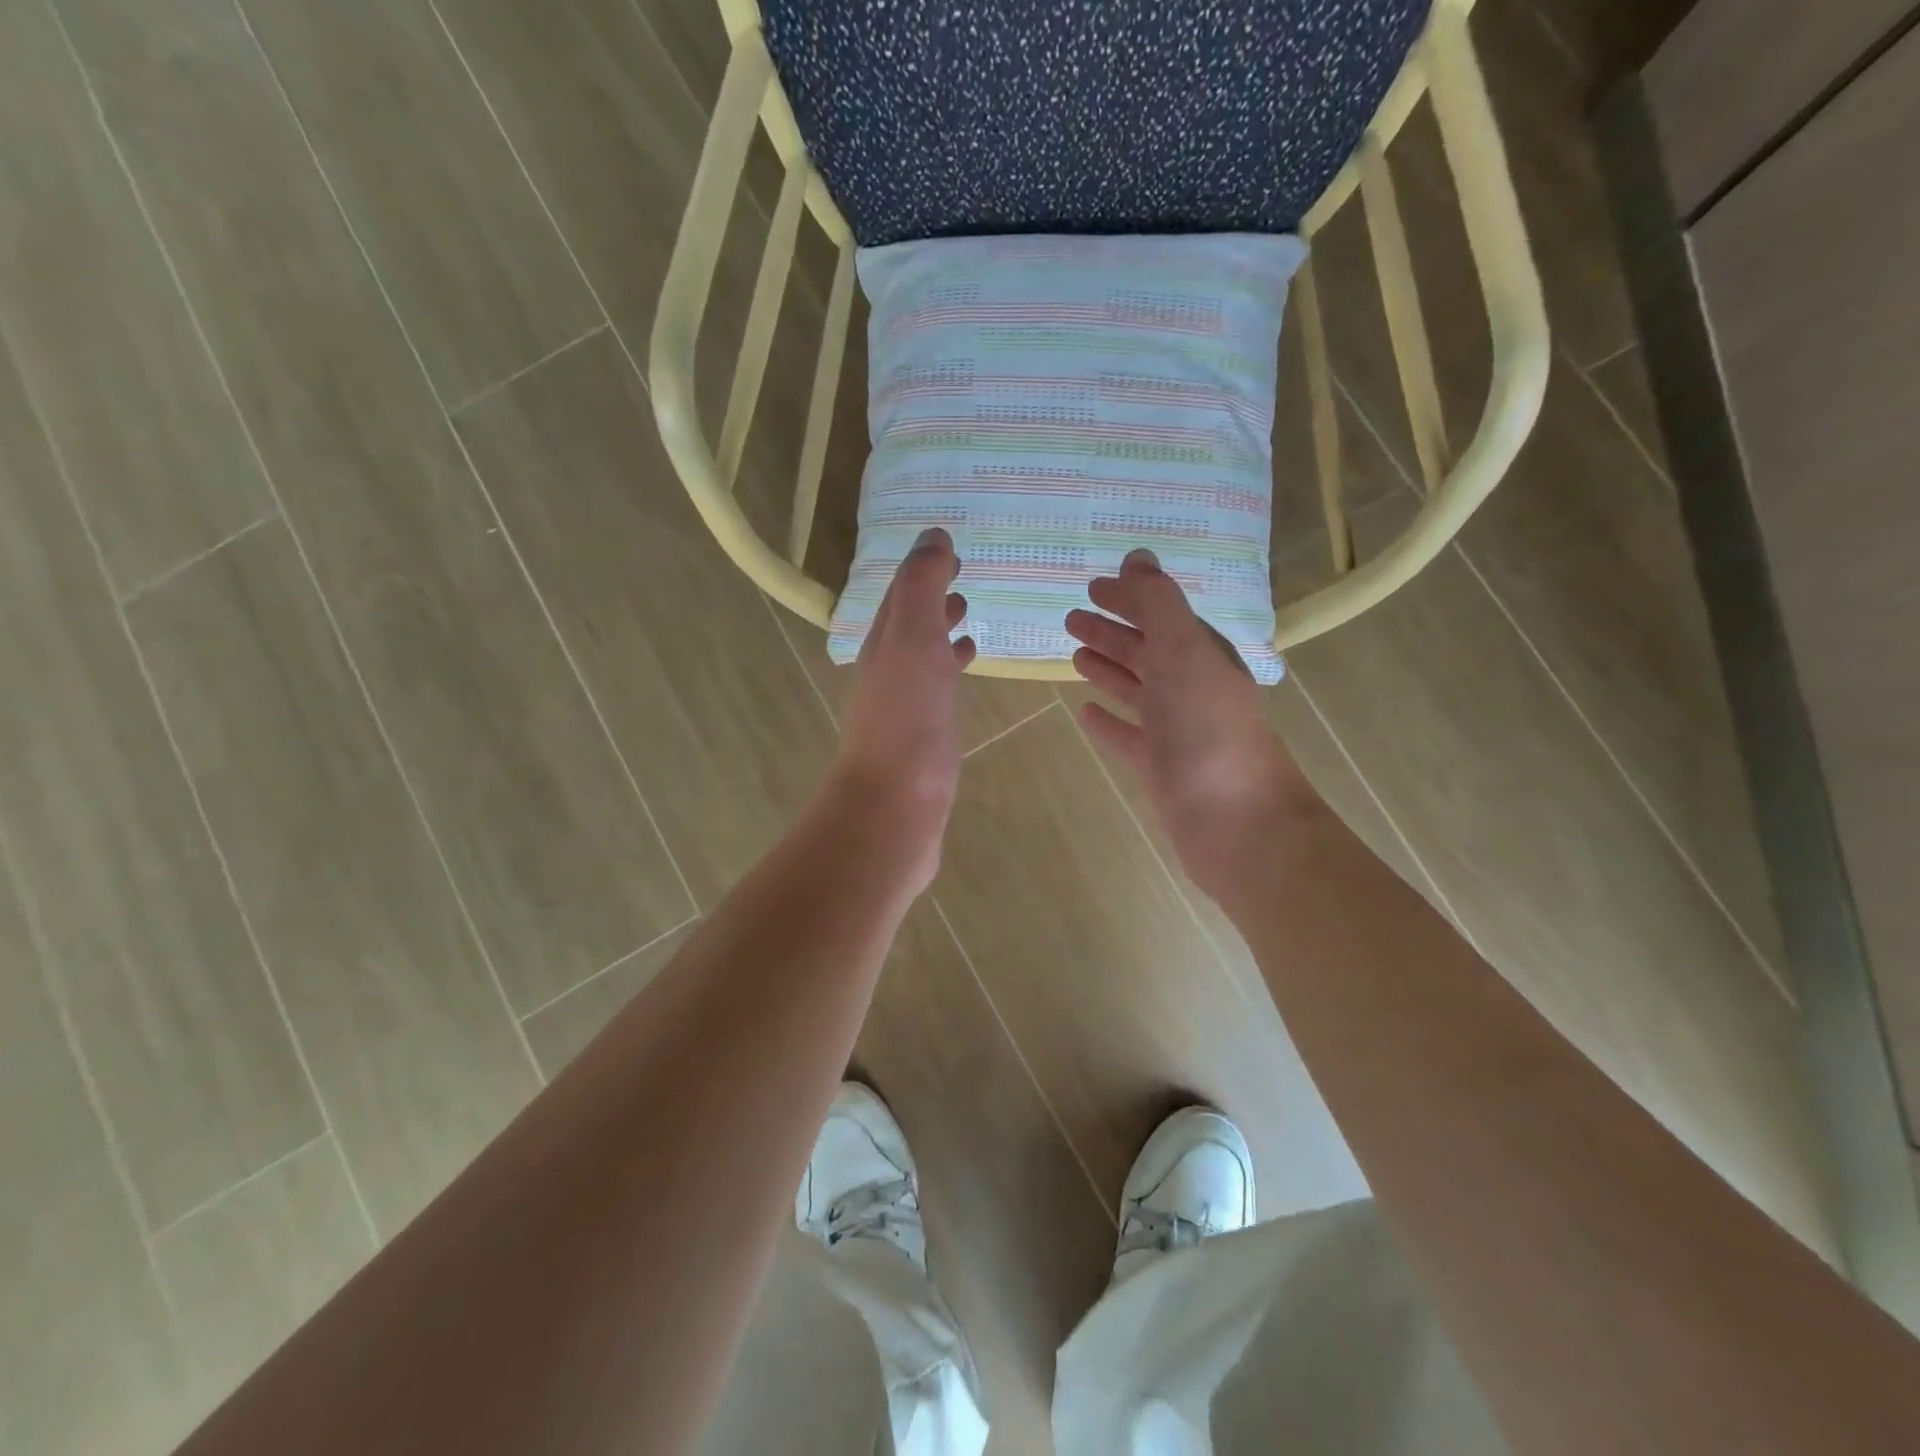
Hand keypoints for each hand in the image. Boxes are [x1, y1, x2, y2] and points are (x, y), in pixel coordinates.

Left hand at [825, 528, 974, 884]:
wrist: (898, 802)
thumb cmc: (908, 716)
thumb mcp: (914, 637)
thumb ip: (922, 586)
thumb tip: (932, 535)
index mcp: (883, 642)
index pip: (900, 593)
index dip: (923, 569)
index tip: (950, 550)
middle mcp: (887, 669)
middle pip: (908, 623)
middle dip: (932, 598)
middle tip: (963, 579)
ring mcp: (904, 705)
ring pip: (923, 655)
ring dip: (941, 632)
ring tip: (969, 617)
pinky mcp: (922, 735)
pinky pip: (937, 688)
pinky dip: (951, 668)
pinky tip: (966, 671)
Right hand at [1067, 549, 1319, 901]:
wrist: (1236, 823)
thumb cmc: (1208, 731)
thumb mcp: (1183, 653)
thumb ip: (1158, 604)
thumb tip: (1137, 557)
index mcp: (1201, 656)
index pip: (1163, 615)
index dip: (1130, 598)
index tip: (1092, 587)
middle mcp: (1191, 688)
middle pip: (1146, 650)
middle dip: (1111, 632)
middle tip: (1070, 618)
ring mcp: (1176, 731)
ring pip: (1136, 690)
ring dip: (1107, 669)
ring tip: (1074, 655)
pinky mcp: (1160, 768)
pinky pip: (1128, 735)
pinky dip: (1107, 721)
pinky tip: (1084, 713)